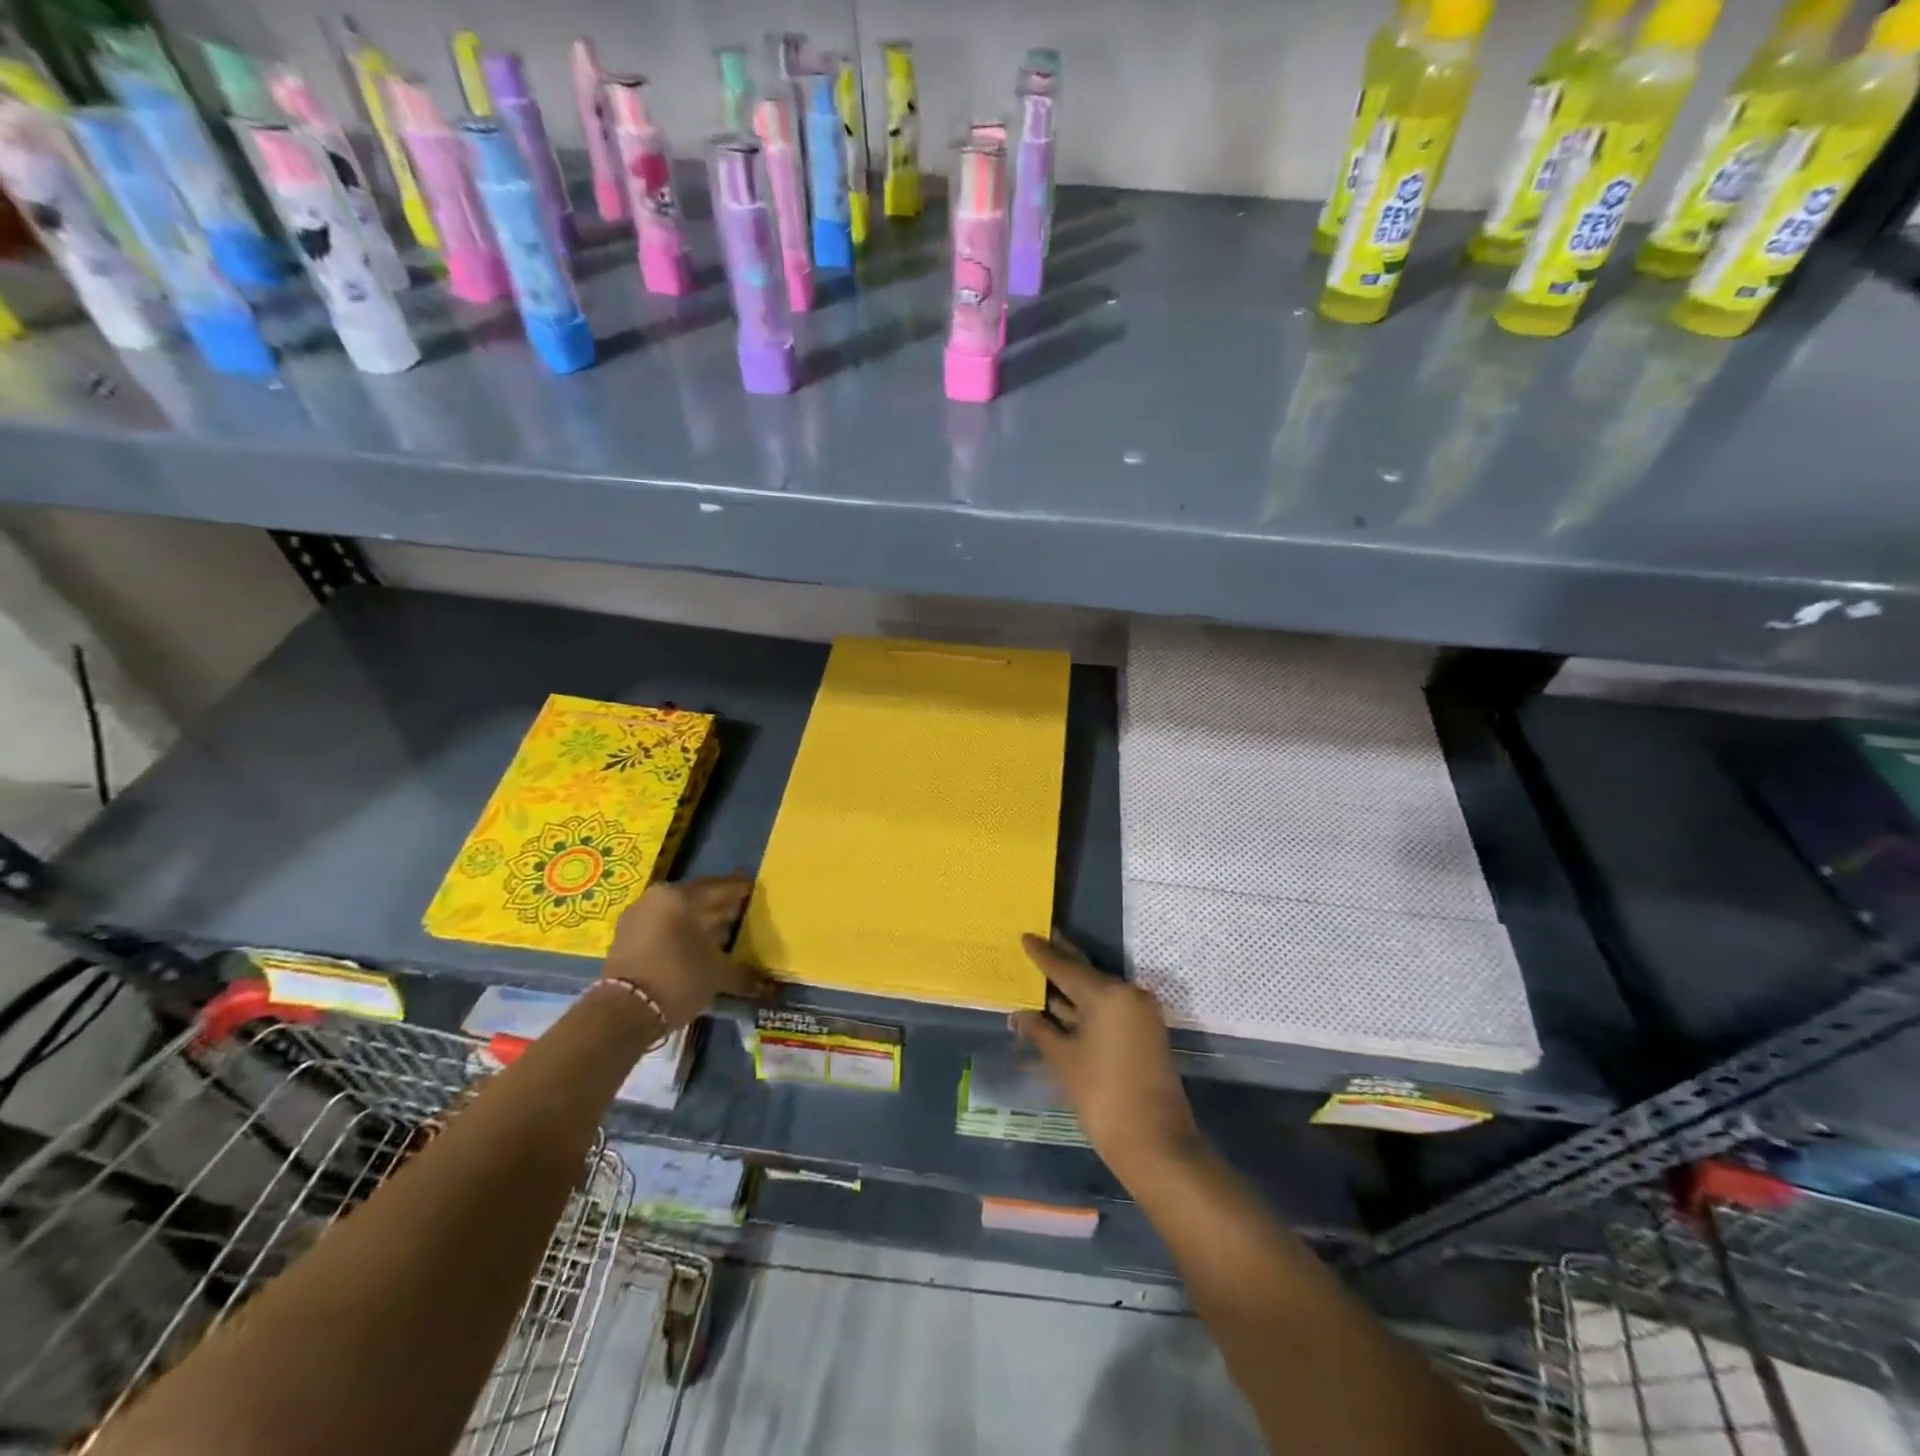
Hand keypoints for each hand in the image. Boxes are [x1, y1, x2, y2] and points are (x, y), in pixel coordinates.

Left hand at [601, 877, 768, 1028]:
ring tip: (720, 935)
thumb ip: (744, 973)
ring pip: (678, 910)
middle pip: (699, 896)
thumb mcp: (718, 975)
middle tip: (743, 916)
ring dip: (698, 920)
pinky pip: (661, 924)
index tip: (759, 895)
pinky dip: (678, 931)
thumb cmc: (678, 979)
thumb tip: (768, 985)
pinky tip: (693, 947)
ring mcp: (638, 914)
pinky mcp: (624, 935)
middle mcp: (659, 896)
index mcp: (684, 896)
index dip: (744, 891)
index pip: (724, 887)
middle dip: (721, 906)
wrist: (622, 1013)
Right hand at [1010, 934, 1199, 1181]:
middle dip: (1061, 961)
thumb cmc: (1102, 1097)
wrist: (1155, 1144)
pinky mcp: (1144, 1031)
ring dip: (1071, 988)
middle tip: (1039, 941)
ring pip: (1098, 991)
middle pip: (1086, 973)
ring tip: (1043, 974)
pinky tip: (1063, 1007)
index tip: (1026, 935)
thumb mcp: (1063, 1061)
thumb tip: (1019, 1014)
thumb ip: (1040, 1031)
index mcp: (1108, 994)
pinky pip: (1109, 1007)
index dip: (1043, 954)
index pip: (1066, 967)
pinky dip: (1086, 1006)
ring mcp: (1139, 1013)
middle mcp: (1128, 994)